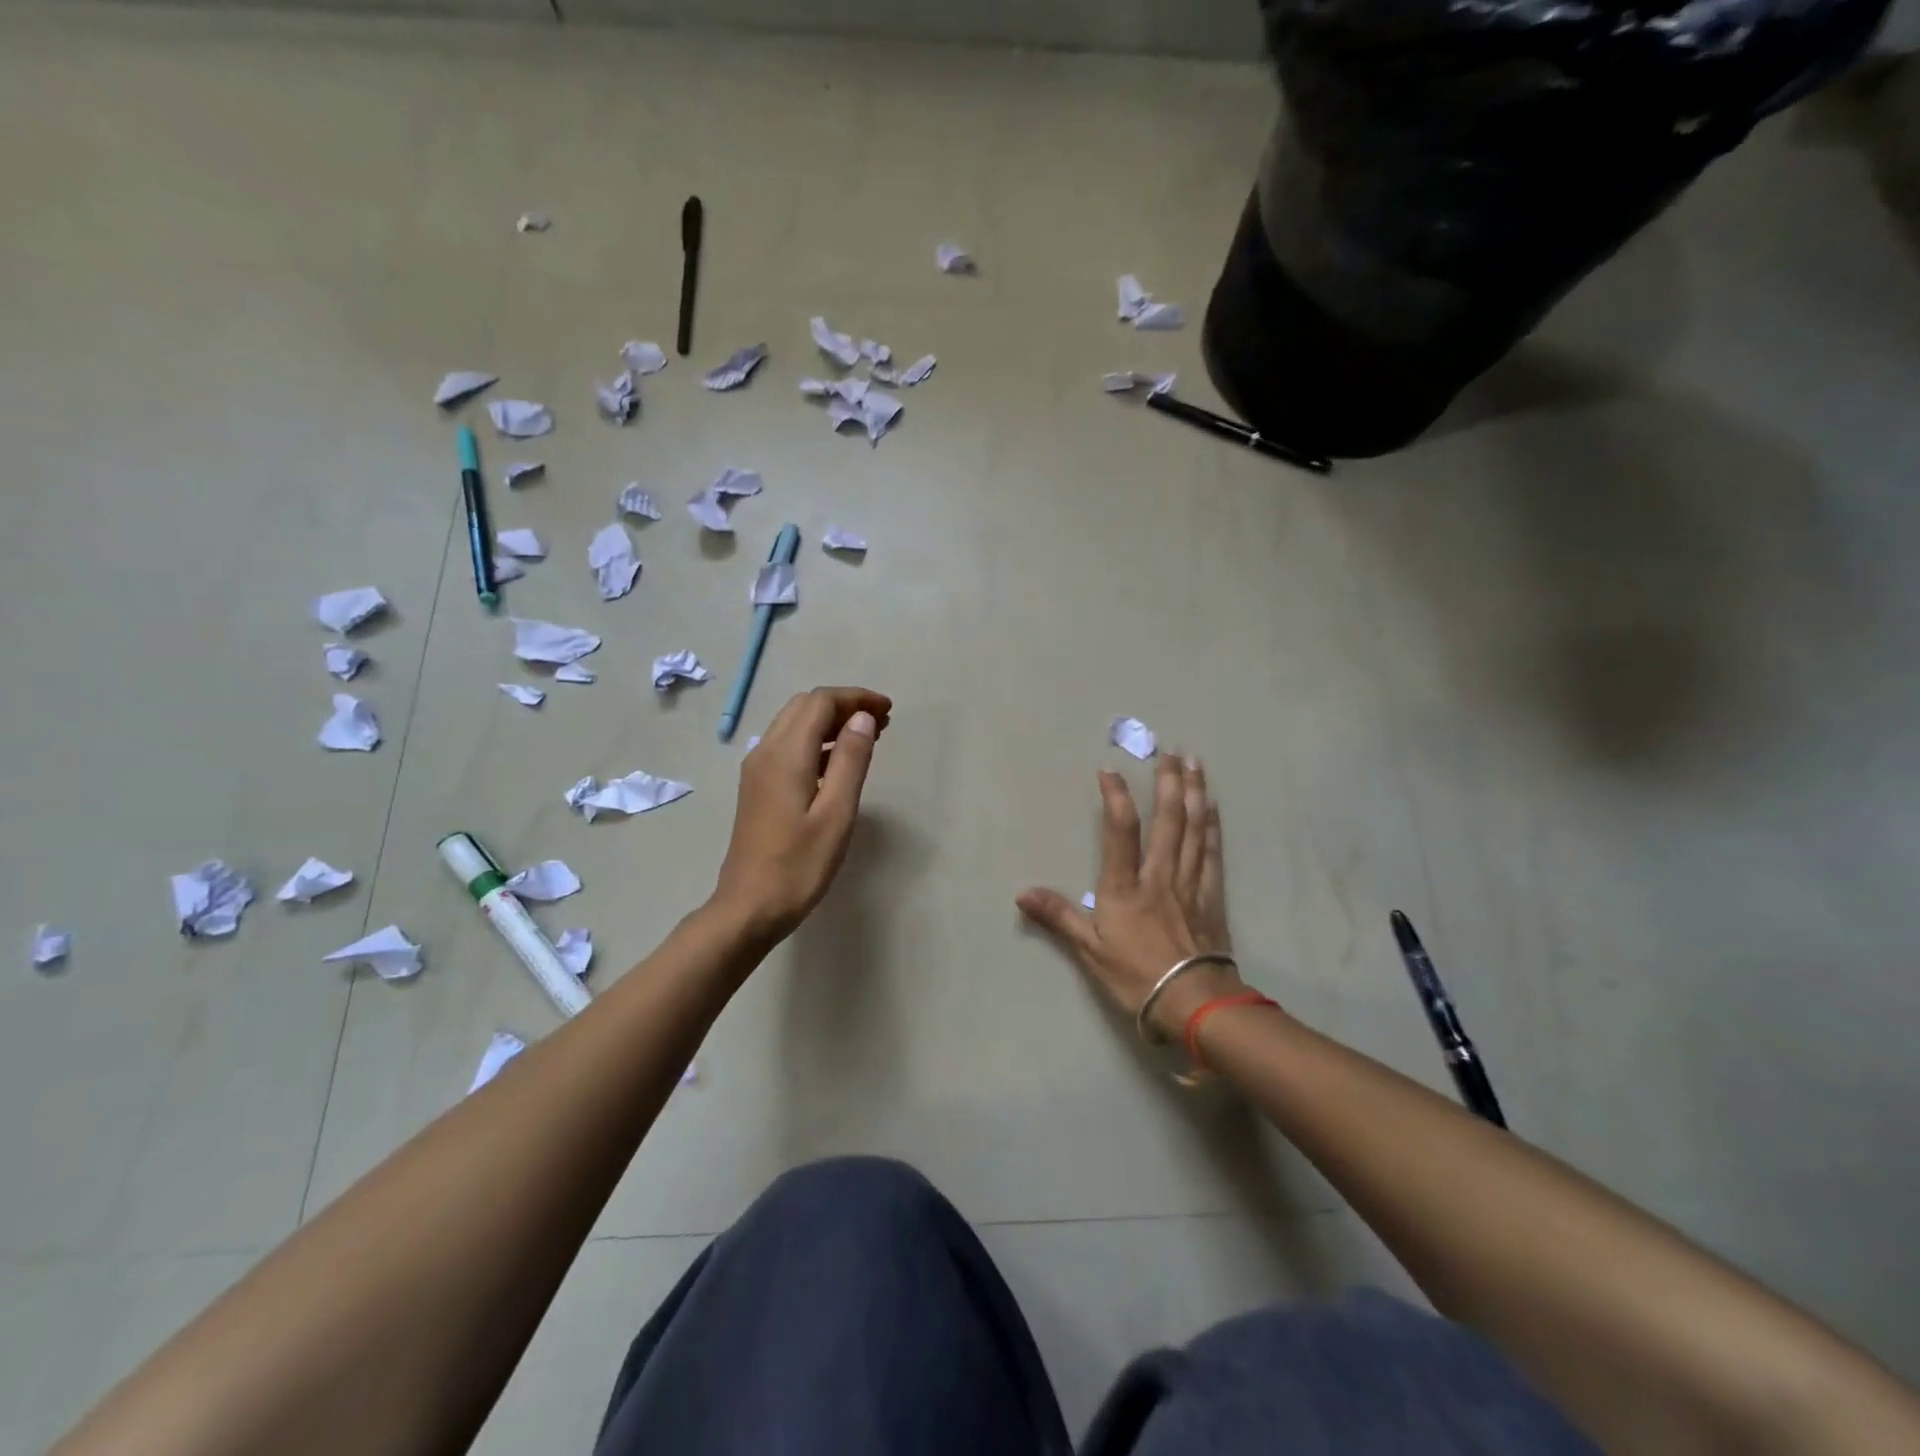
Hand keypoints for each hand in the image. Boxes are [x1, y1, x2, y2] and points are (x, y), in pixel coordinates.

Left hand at [712, 686, 891, 942]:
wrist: (749, 908)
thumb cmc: (798, 866)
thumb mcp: (836, 813)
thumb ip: (850, 760)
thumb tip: (862, 717)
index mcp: (786, 755)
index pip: (820, 702)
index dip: (856, 698)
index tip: (888, 710)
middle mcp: (766, 752)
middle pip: (805, 707)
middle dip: (844, 706)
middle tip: (881, 722)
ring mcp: (758, 770)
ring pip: (795, 724)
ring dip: (830, 721)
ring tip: (868, 737)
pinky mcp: (758, 787)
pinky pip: (788, 746)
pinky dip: (817, 741)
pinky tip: (839, 762)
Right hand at [1018, 753, 1242, 1040]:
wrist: (1194, 1002)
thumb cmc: (1137, 976)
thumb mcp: (1090, 950)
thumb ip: (1058, 916)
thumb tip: (1021, 894)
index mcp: (1126, 886)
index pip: (1120, 831)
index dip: (1115, 797)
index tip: (1110, 770)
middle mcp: (1159, 875)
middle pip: (1167, 819)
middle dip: (1168, 782)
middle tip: (1170, 750)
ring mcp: (1189, 882)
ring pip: (1193, 828)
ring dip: (1194, 792)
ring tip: (1195, 762)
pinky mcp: (1211, 896)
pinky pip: (1211, 852)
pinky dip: (1212, 825)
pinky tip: (1213, 806)